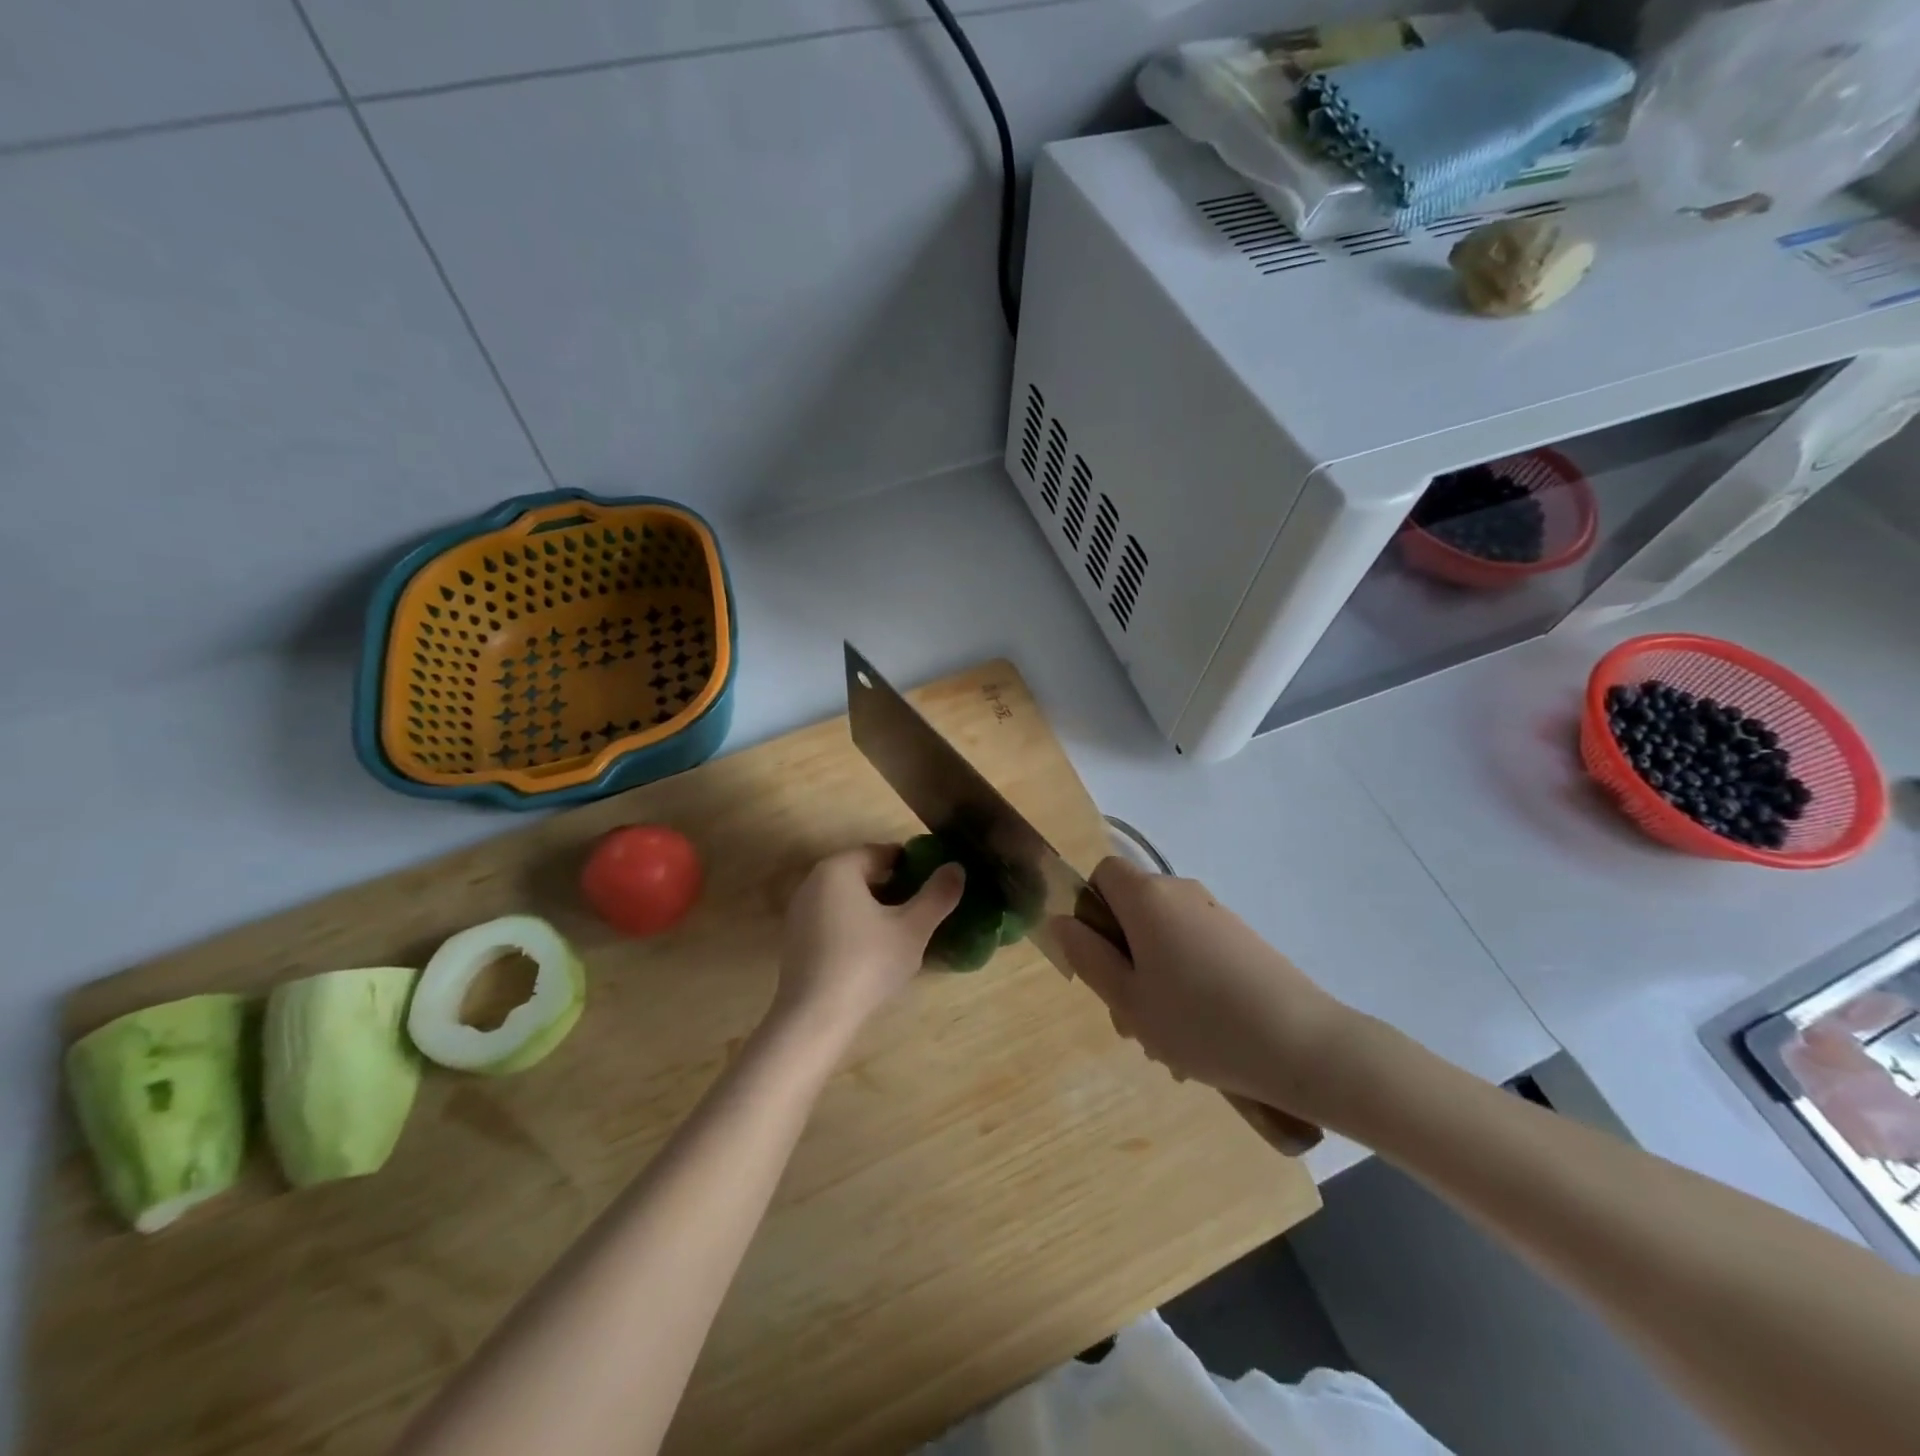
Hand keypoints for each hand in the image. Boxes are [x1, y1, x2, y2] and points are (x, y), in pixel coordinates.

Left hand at [769, 845, 964, 1046]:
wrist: (814, 1017)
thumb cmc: (867, 963)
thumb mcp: (913, 929)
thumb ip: (938, 895)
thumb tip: (956, 867)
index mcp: (839, 868)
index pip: (882, 853)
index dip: (912, 865)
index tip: (934, 885)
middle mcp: (813, 882)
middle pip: (863, 874)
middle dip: (894, 888)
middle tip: (922, 910)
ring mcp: (799, 911)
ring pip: (848, 898)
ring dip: (875, 908)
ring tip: (902, 932)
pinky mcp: (795, 940)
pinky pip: (833, 920)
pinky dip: (855, 926)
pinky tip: (873, 952)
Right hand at [1052, 858, 1360, 1120]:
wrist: (1306, 1046)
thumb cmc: (1201, 1023)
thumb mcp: (1129, 1000)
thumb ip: (1088, 957)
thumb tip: (1061, 921)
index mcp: (1148, 898)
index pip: (1103, 874)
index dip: (1091, 910)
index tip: (1099, 959)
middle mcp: (1182, 893)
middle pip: (1133, 911)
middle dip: (1121, 959)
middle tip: (1130, 1019)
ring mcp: (1218, 915)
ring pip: (1163, 938)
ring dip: (1153, 980)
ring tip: (1167, 1042)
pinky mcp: (1244, 941)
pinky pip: (1196, 950)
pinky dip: (1186, 983)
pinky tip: (1200, 1037)